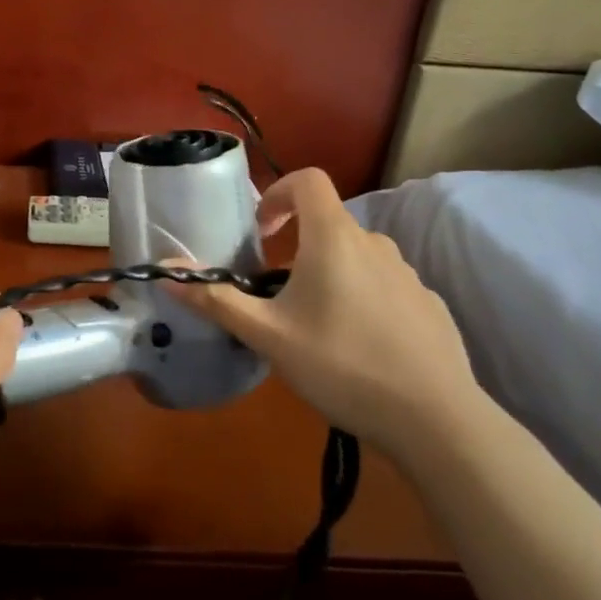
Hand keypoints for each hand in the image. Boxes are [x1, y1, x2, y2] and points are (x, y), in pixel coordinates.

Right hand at [174, 168, 479, 451]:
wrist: (436, 419)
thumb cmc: (341, 365)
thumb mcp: (268, 335)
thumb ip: (215, 299)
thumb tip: (164, 271)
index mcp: (334, 239)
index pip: (308, 180)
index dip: (278, 194)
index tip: (260, 234)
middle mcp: (374, 244)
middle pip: (328, 224)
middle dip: (296, 247)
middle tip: (275, 295)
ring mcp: (408, 274)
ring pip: (356, 257)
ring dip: (328, 274)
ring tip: (314, 325)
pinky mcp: (428, 304)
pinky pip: (384, 286)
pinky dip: (362, 299)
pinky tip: (357, 346)